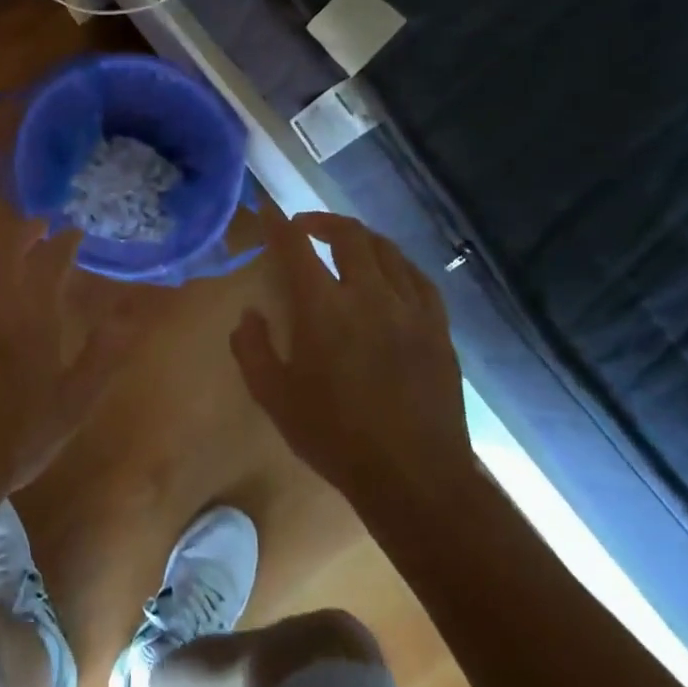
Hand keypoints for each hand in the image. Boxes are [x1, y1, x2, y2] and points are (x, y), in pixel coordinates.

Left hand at [0, 221, 136, 519]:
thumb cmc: (16, 439)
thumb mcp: (73, 403)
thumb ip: (104, 355)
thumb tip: (129, 316)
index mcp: (29, 312)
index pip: (51, 258)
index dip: (65, 241)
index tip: (74, 234)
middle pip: (5, 245)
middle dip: (26, 231)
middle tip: (39, 230)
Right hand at [231, 203, 471, 505]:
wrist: (413, 476)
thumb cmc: (334, 436)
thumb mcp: (274, 397)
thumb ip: (251, 348)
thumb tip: (249, 315)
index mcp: (324, 309)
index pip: (296, 248)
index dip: (278, 225)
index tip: (267, 210)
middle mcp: (369, 295)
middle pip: (349, 235)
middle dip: (322, 221)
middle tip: (304, 227)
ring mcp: (410, 309)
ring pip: (388, 251)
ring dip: (360, 238)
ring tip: (345, 244)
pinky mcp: (438, 328)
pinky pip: (419, 278)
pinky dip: (397, 264)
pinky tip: (390, 273)